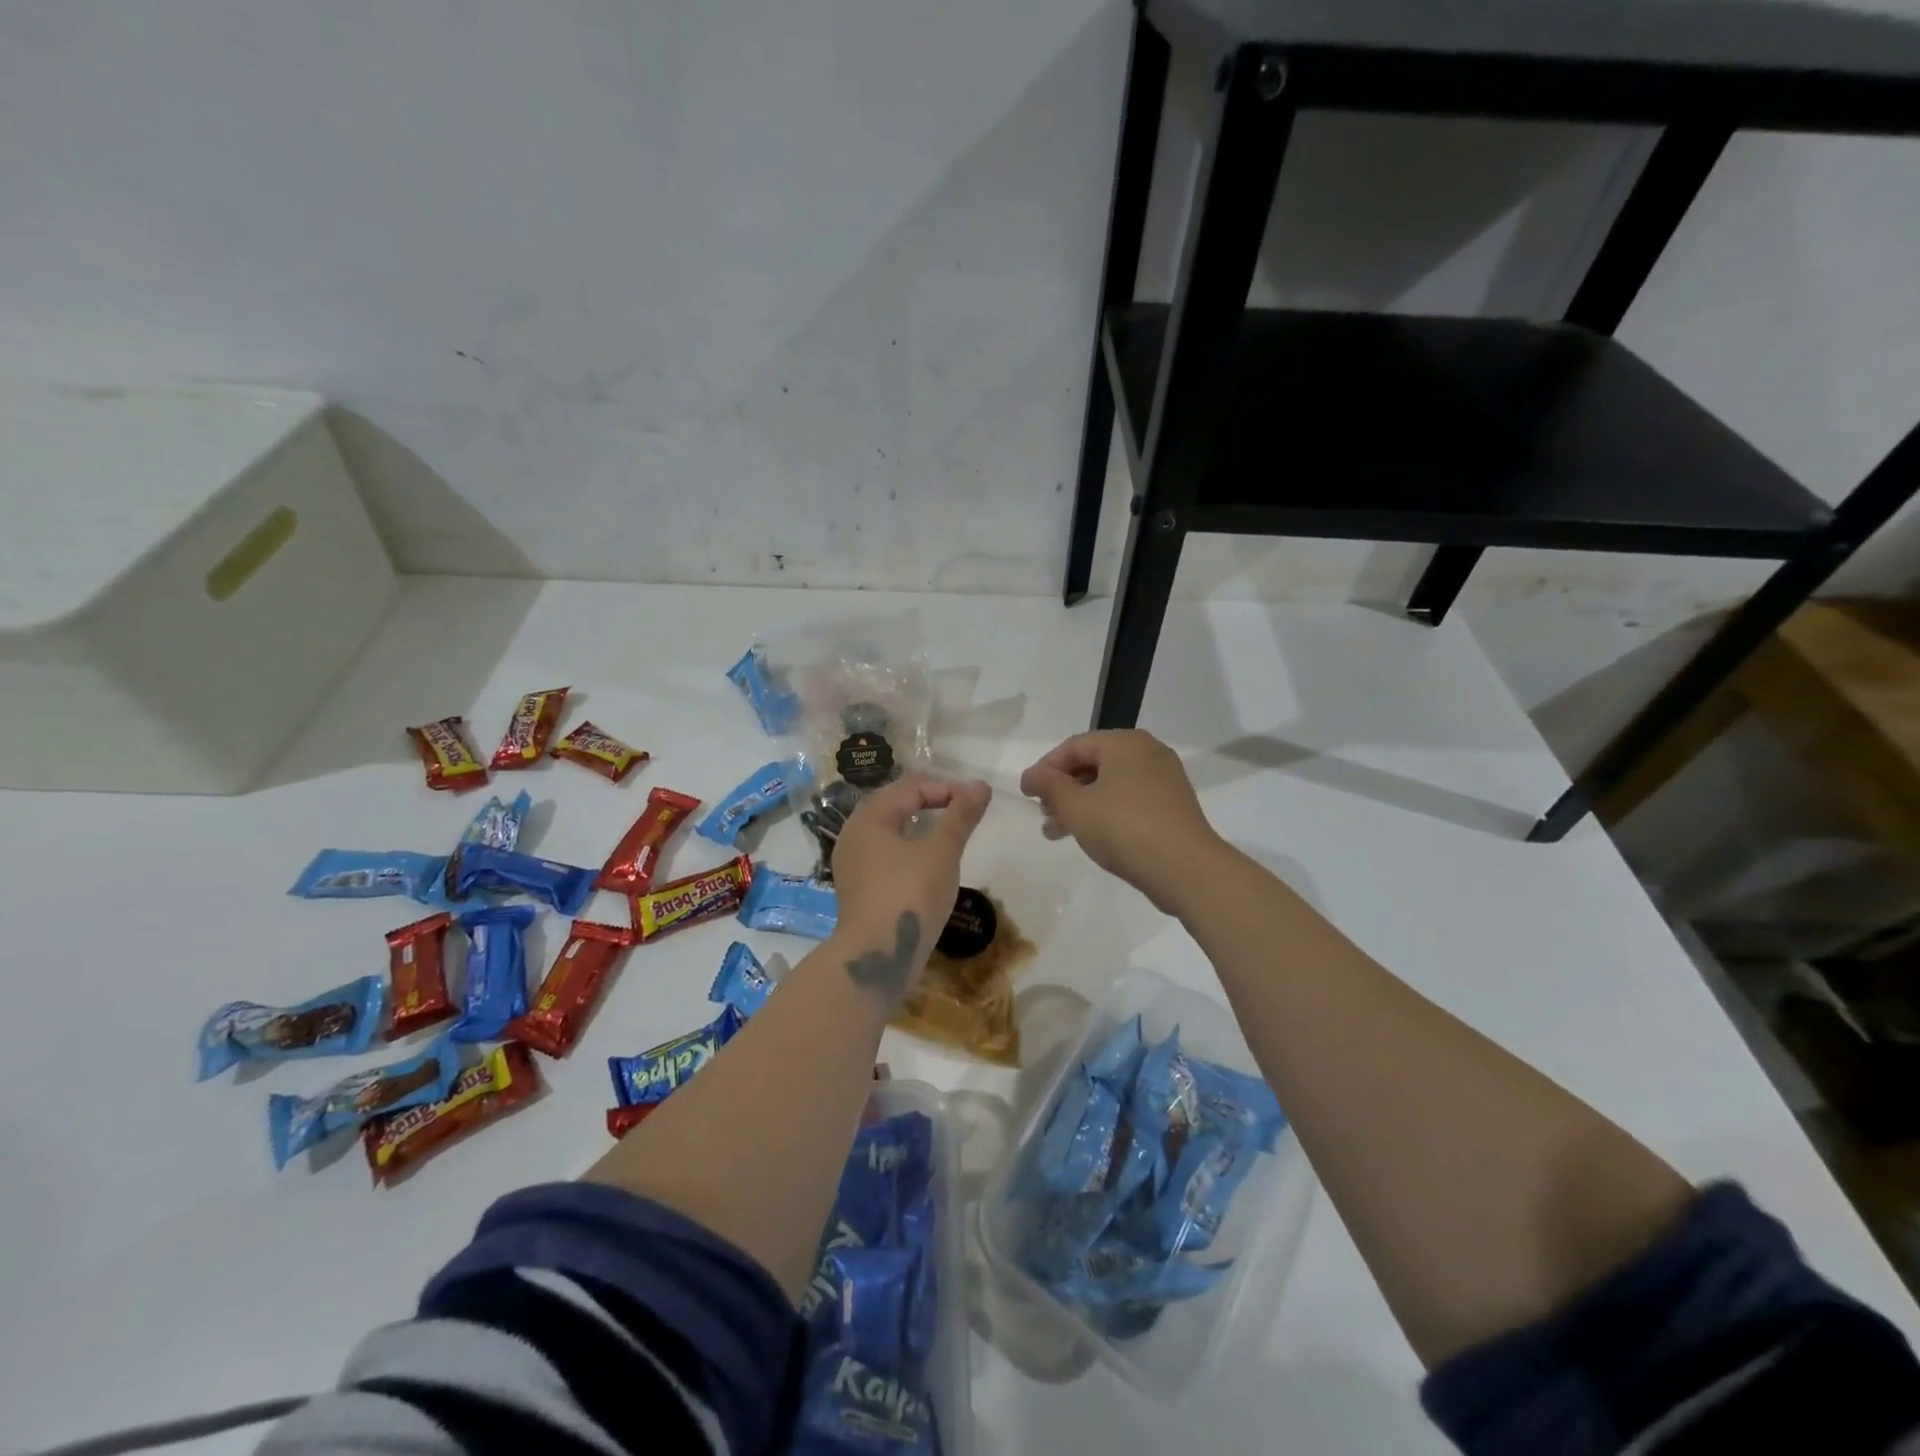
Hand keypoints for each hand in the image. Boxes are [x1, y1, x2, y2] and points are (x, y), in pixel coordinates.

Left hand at [828, 773, 991, 1002]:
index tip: (977, 800)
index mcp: (869, 818)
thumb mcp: (942, 851)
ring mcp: (853, 864)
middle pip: (895, 804)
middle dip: (931, 802)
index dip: (946, 788)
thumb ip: (960, 816)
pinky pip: (886, 855)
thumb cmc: (909, 895)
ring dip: (921, 826)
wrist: (877, 957)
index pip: (910, 787)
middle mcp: (854, 835)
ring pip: (890, 831)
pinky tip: (929, 863)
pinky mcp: (859, 889)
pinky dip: (910, 849)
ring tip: (950, 834)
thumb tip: (980, 786)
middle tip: (964, 811)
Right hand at [1019, 730, 1221, 912]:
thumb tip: (1032, 775)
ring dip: (1081, 804)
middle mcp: (1148, 753)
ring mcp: (1165, 779)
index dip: (1045, 768)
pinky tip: (1091, 836)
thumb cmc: (1124, 828)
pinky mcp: (1173, 806)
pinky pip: (1129, 800)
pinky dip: (1105, 813)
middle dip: (1063, 789)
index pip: (1074, 746)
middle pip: (1093, 764)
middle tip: (1043, 813)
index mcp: (1125, 743)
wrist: (1186, 869)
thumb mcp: (1076, 807)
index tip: (1026, 794)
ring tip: (1058, 832)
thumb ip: (1050, 786)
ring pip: (1110, 785)